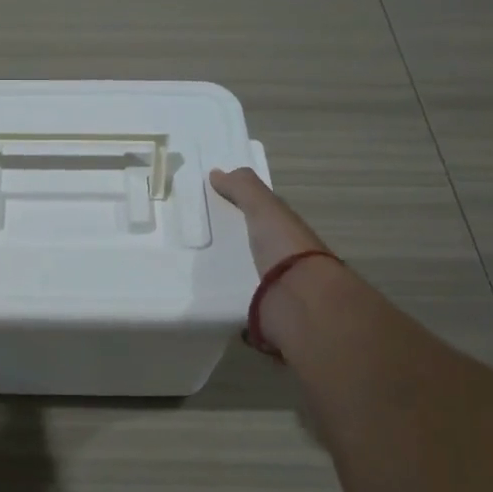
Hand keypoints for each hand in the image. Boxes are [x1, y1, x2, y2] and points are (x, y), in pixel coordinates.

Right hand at [211, 166, 346, 357]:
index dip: (244, 215)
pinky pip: (239, 307)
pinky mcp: (262, 318)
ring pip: (246, 281)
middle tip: (195, 247)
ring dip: (228, 279)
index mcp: (287, 236)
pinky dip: (226, 305)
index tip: (213, 214)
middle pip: (253, 252)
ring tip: (192, 275)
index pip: (264, 222)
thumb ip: (245, 189)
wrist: (300, 302)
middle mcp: (284, 263)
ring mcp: (275, 293)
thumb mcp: (265, 209)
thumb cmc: (285, 248)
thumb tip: (217, 172)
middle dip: (232, 250)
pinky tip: (204, 301)